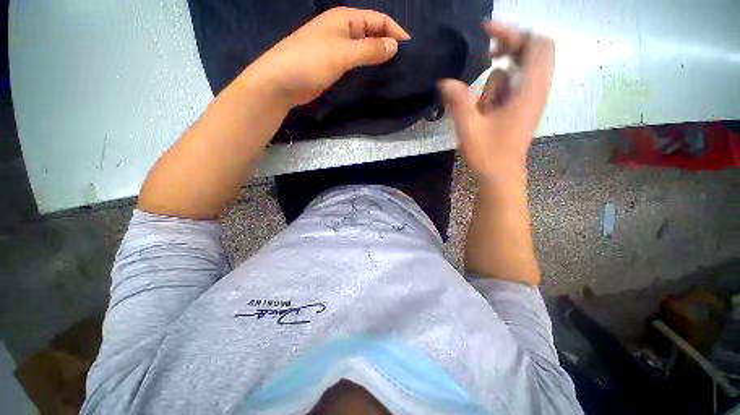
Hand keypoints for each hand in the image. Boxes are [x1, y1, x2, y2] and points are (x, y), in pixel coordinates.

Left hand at [242, 7, 410, 107]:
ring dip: (378, 57)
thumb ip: (369, 49)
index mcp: (345, 18)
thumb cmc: (310, 62)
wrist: (282, 82)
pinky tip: (375, 76)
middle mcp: (343, 29)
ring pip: (365, 49)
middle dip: (388, 45)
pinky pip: (356, 61)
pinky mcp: (334, 64)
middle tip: (404, 65)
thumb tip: (395, 46)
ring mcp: (337, 48)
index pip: (379, 20)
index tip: (410, 51)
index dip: (396, 32)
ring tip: (394, 72)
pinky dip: (367, 66)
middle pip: (373, 33)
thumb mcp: (343, 53)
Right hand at [439, 22, 554, 183]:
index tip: (486, 32)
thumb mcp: (468, 127)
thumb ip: (458, 101)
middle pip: (535, 50)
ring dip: (500, 77)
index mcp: (530, 90)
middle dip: (509, 47)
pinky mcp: (525, 107)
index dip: (513, 31)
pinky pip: (515, 83)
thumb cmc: (488, 154)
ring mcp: (532, 98)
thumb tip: (444, 81)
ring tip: (481, 105)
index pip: (537, 44)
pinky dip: (500, 87)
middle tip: (484, 56)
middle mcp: (537, 89)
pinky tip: (485, 109)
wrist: (501, 175)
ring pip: (521, 69)